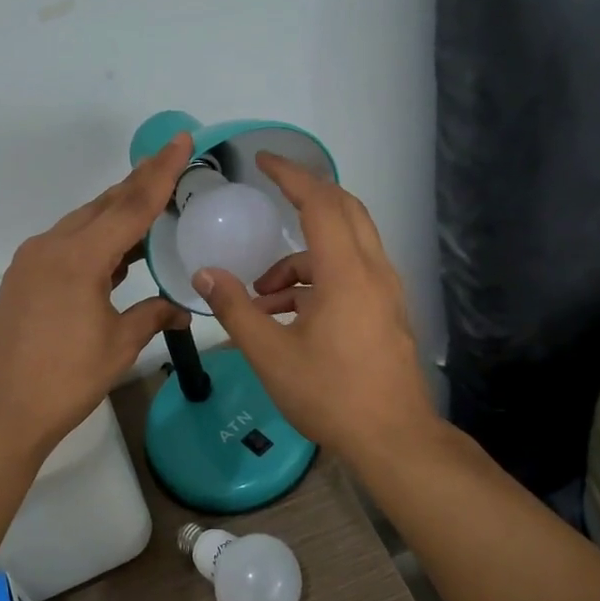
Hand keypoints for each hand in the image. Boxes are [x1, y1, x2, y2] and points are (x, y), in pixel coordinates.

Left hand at [0, 134, 194, 456]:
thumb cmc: (63, 380)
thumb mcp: (117, 345)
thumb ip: (152, 316)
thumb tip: (181, 309)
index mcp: (79, 257)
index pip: (132, 205)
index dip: (162, 172)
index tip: (181, 140)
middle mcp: (52, 247)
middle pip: (104, 205)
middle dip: (139, 184)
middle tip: (172, 162)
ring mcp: (32, 261)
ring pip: (83, 223)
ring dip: (116, 213)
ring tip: (151, 205)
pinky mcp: (22, 278)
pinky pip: (67, 244)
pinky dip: (95, 240)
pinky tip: (116, 253)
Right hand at [193, 154, 435, 461]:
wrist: (394, 439)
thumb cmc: (330, 394)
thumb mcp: (271, 354)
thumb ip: (236, 309)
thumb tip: (205, 274)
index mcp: (346, 273)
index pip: (320, 202)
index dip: (291, 175)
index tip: (263, 161)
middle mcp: (373, 271)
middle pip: (344, 210)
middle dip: (305, 198)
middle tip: (270, 198)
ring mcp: (385, 292)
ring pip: (346, 246)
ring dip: (302, 257)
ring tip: (262, 296)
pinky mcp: (386, 311)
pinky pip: (351, 274)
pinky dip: (317, 279)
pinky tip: (287, 316)